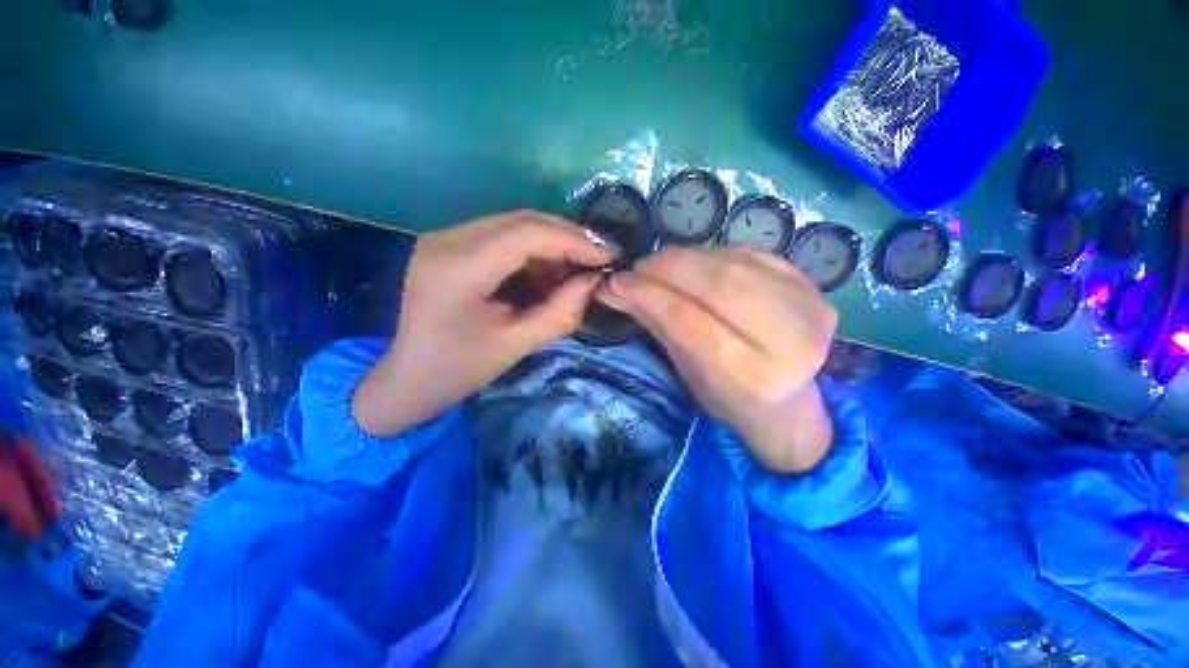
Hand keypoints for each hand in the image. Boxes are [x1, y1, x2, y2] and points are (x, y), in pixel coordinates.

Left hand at [352, 211, 615, 435]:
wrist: (407, 378)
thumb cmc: (459, 370)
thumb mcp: (516, 345)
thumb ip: (561, 312)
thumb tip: (594, 281)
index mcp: (459, 268)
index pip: (528, 233)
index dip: (575, 240)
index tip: (610, 255)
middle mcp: (448, 239)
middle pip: (522, 220)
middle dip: (568, 237)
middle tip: (600, 259)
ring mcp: (446, 237)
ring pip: (514, 224)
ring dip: (552, 243)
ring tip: (577, 269)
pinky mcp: (450, 244)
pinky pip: (502, 236)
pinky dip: (533, 250)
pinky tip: (548, 272)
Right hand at [599, 247, 837, 472]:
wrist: (788, 401)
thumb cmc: (727, 396)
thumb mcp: (686, 370)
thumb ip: (656, 323)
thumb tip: (615, 287)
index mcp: (752, 377)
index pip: (690, 320)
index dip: (650, 294)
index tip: (618, 281)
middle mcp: (791, 341)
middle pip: (719, 285)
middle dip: (669, 267)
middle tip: (638, 267)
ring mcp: (810, 308)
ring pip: (735, 263)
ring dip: (689, 257)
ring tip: (661, 264)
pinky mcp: (812, 287)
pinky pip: (752, 256)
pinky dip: (715, 254)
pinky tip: (695, 263)